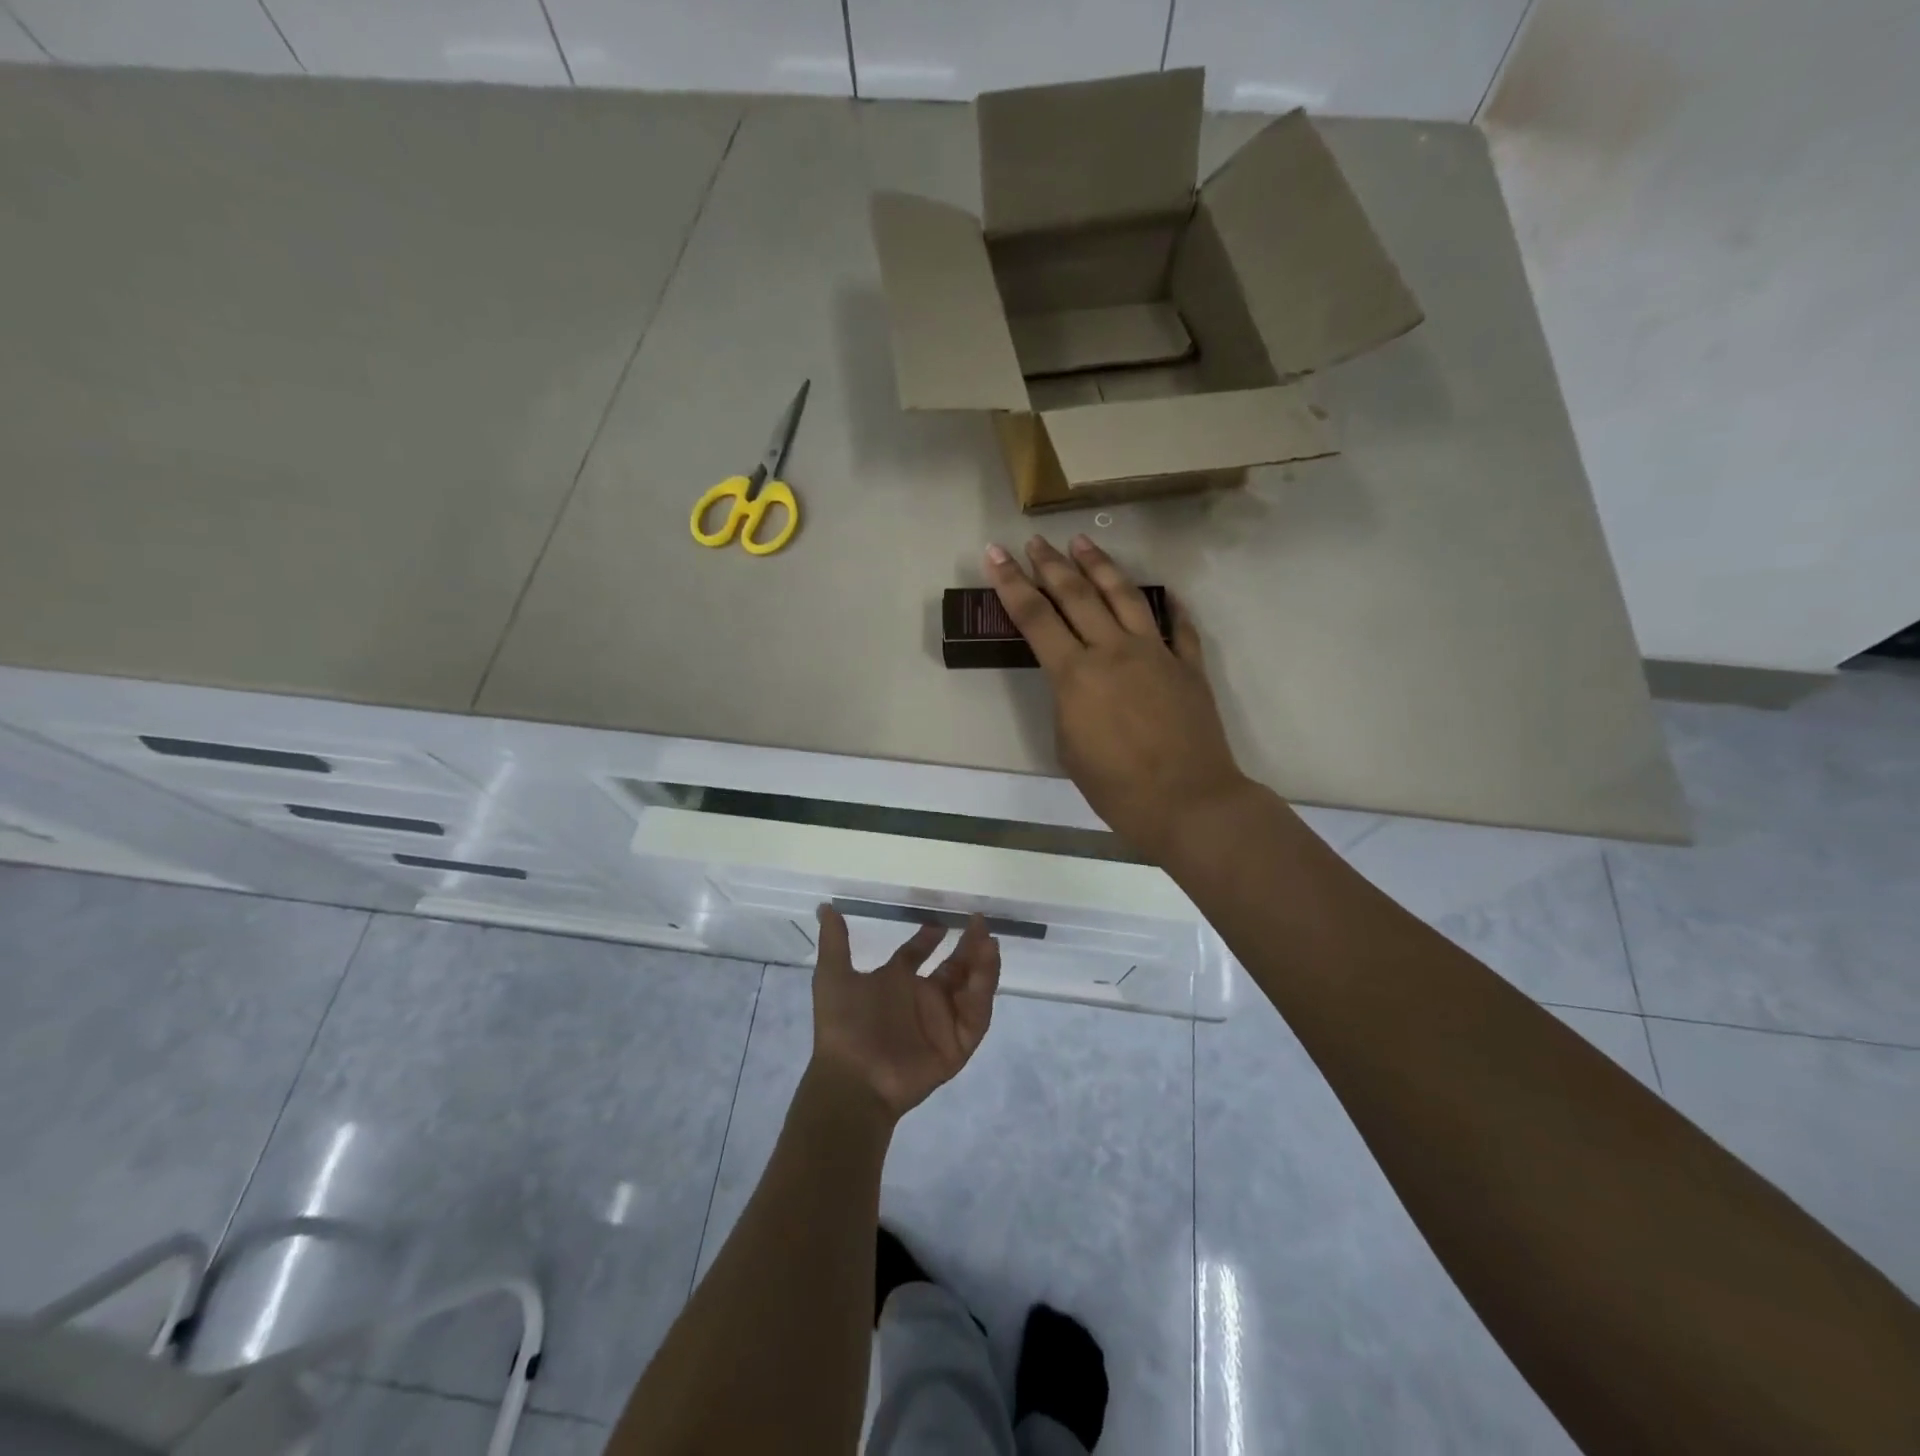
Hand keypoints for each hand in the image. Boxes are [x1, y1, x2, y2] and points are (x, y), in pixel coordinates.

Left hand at [810, 906, 1000, 1118]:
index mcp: (896, 983)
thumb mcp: (833, 977)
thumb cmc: (843, 1026)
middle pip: (953, 967)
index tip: (942, 920)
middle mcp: (922, 1000)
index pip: (917, 954)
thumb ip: (835, 942)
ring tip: (989, 942)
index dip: (929, 937)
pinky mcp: (957, 1045)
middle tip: (979, 923)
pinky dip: (983, 993)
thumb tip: (825, 906)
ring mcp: (942, 1022)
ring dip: (982, 965)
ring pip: (971, 988)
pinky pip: (976, 1016)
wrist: (853, 1078)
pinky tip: (985, 970)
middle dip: (968, 946)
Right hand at [984, 535, 1251, 859]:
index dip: (1011, 584)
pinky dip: (1168, 605)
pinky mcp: (1187, 665)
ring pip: (1123, 595)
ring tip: (1082, 542)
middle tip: (1034, 541)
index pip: (1035, 617)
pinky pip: (1177, 626)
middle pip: (1076, 594)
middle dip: (1050, 564)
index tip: (996, 553)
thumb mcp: (1069, 747)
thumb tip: (1078, 682)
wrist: (1188, 801)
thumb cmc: (1117, 787)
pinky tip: (1162, 590)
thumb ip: (1068, 703)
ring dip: (1099, 566)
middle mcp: (1113, 651)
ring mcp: (1155, 652)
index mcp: (1076, 674)